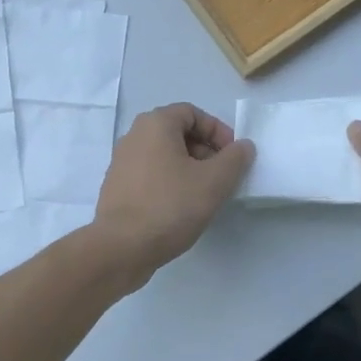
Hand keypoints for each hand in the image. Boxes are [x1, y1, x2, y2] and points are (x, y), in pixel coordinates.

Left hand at [94, 103, 254, 272]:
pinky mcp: (117, 187)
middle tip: (221, 176)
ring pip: (164, 155)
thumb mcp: (214, 181)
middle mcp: (134, 136)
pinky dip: (169, 182)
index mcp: (155, 124)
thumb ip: (235, 159)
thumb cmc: (170, 206)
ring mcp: (121, 162)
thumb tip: (243, 146)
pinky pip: (150, 174)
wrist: (121, 248)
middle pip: (177, 132)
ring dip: (188, 168)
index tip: (232, 155)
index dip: (217, 130)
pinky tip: (180, 208)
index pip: (192, 113)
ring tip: (204, 194)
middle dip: (204, 150)